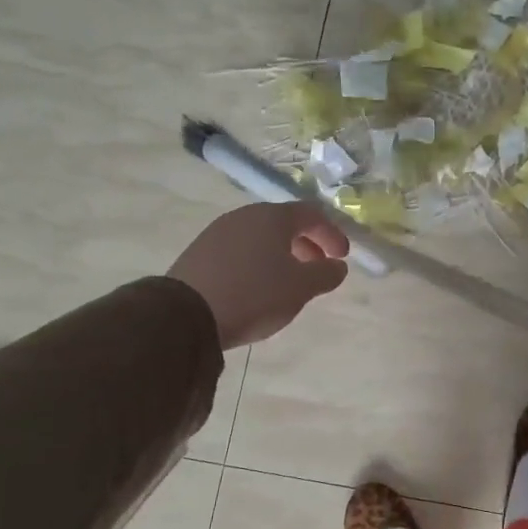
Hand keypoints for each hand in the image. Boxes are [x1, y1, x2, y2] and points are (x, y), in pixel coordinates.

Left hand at [168, 204, 351, 348]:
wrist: (186, 315)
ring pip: (261, 237)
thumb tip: (337, 266)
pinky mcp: (200, 252)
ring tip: (288, 282)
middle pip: (284, 223)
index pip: (312, 214)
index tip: (342, 257)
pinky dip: (258, 262)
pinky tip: (258, 287)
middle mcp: (245, 216)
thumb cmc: (254, 294)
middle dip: (307, 244)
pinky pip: (240, 250)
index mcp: (273, 217)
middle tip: (318, 269)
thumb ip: (326, 274)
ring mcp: (218, 232)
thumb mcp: (301, 288)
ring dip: (282, 254)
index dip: (332, 233)